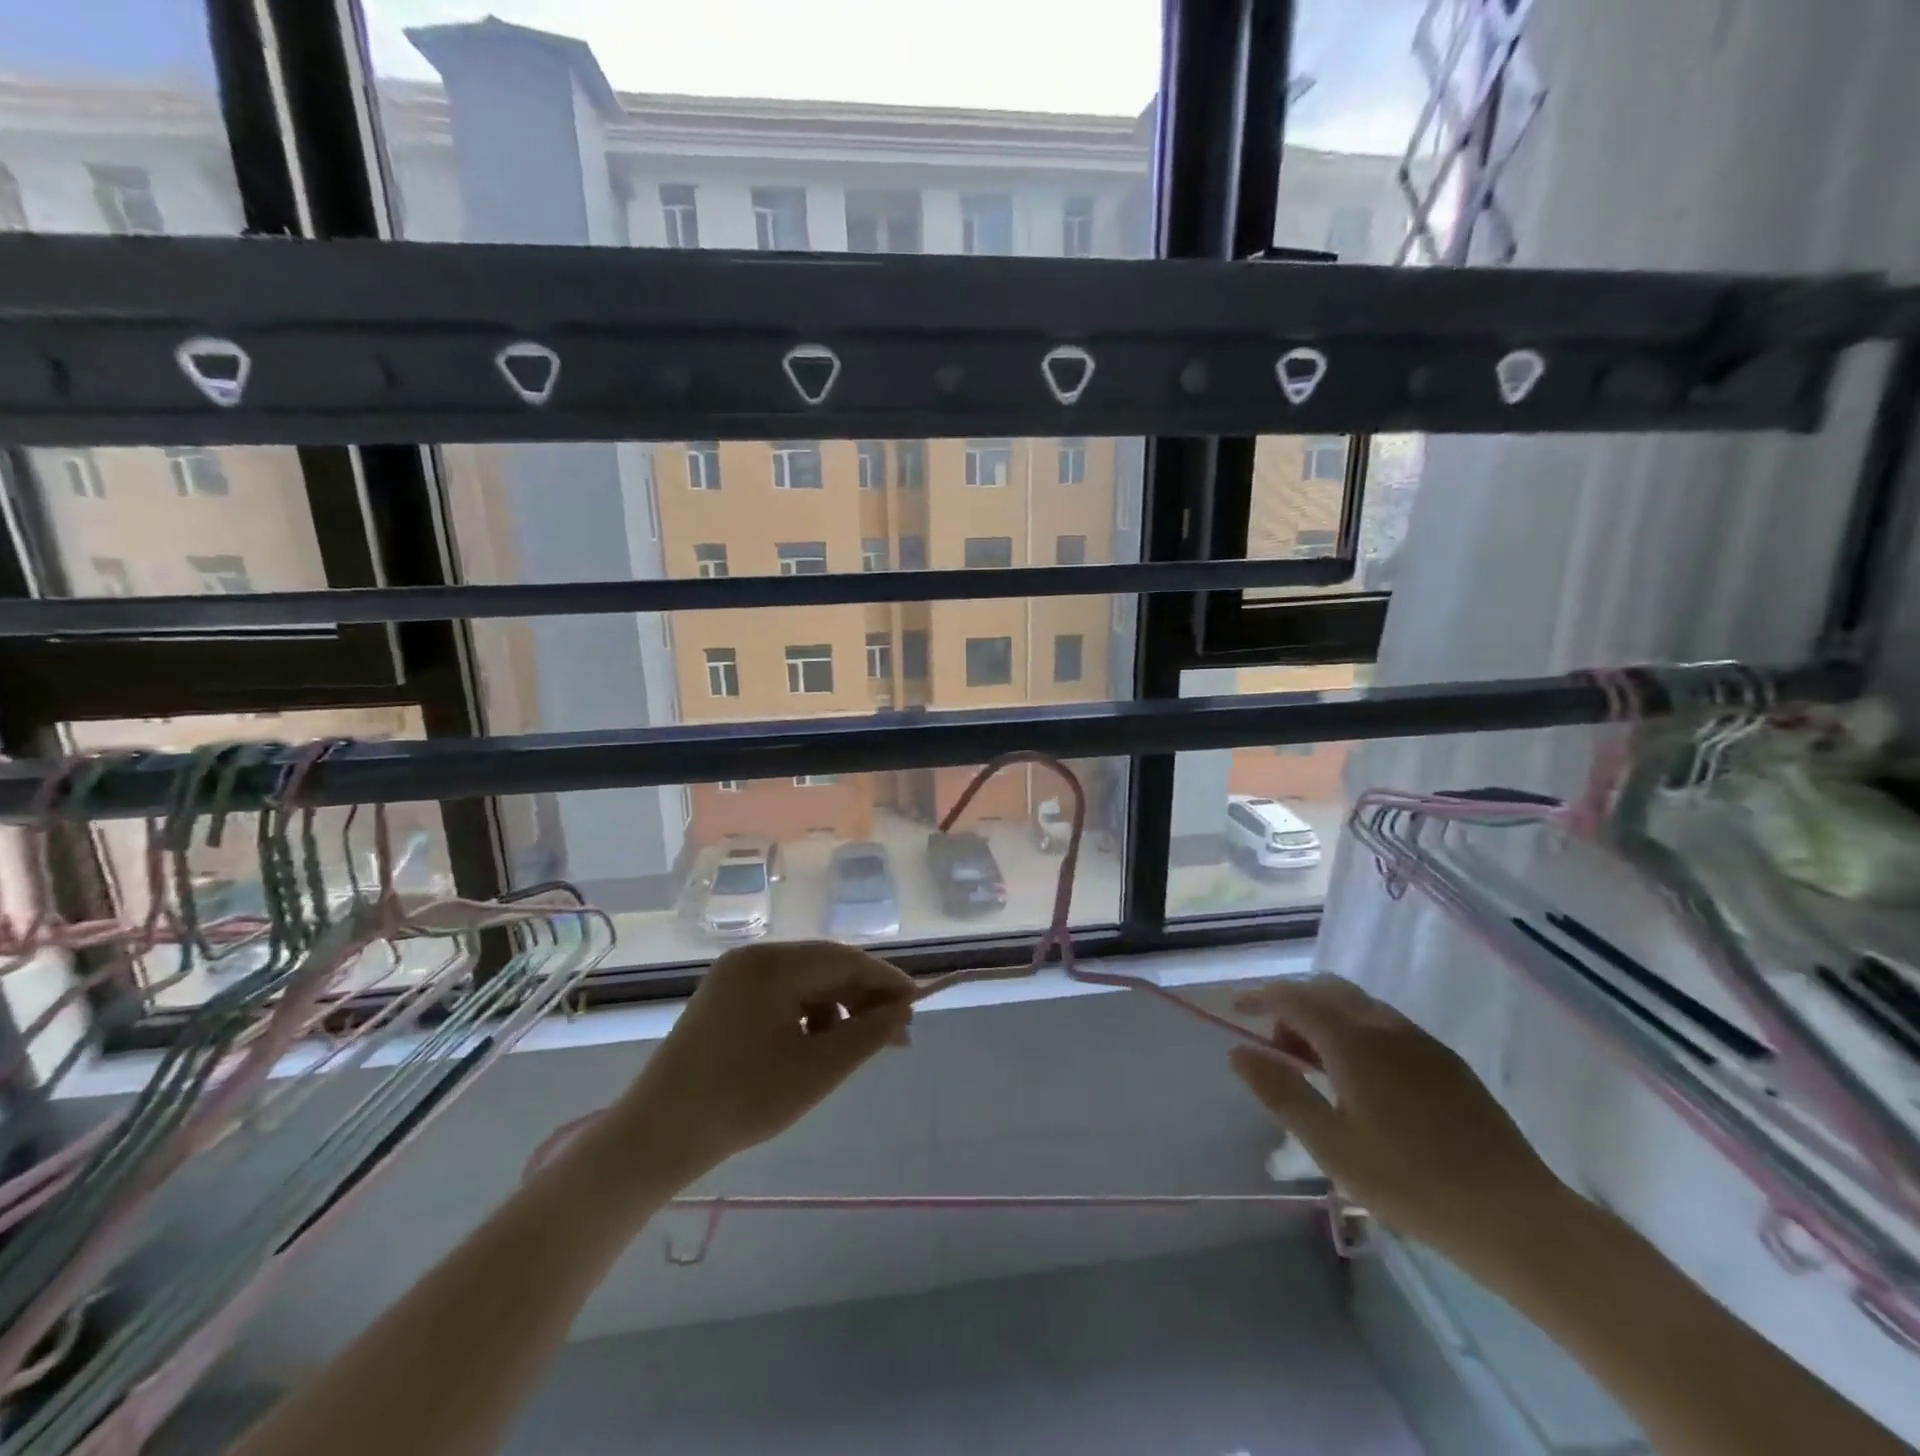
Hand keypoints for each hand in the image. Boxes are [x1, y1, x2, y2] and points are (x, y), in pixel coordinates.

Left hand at [609, 941, 916, 1177]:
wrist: (656, 1137)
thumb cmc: (742, 1101)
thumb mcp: (817, 1071)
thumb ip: (868, 1034)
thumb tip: (903, 1010)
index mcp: (773, 964)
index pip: (846, 959)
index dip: (886, 981)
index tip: (916, 1009)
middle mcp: (754, 957)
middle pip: (825, 966)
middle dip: (863, 998)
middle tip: (895, 1037)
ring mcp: (735, 975)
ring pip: (805, 980)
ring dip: (837, 1008)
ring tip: (855, 1049)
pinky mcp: (725, 996)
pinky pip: (781, 993)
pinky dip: (807, 1014)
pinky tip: (815, 1047)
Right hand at [1229, 975, 1567, 1262]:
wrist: (1516, 1217)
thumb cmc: (1410, 1182)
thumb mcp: (1330, 1144)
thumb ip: (1281, 1091)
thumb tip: (1239, 1051)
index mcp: (1352, 1040)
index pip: (1293, 997)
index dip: (1258, 997)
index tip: (1235, 1010)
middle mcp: (1385, 1026)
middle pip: (1327, 989)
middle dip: (1294, 1006)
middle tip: (1280, 1049)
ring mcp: (1421, 1040)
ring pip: (1359, 1005)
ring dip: (1327, 1018)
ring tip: (1320, 1069)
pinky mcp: (1447, 1061)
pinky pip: (1387, 1025)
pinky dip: (1357, 1032)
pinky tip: (1365, 1082)